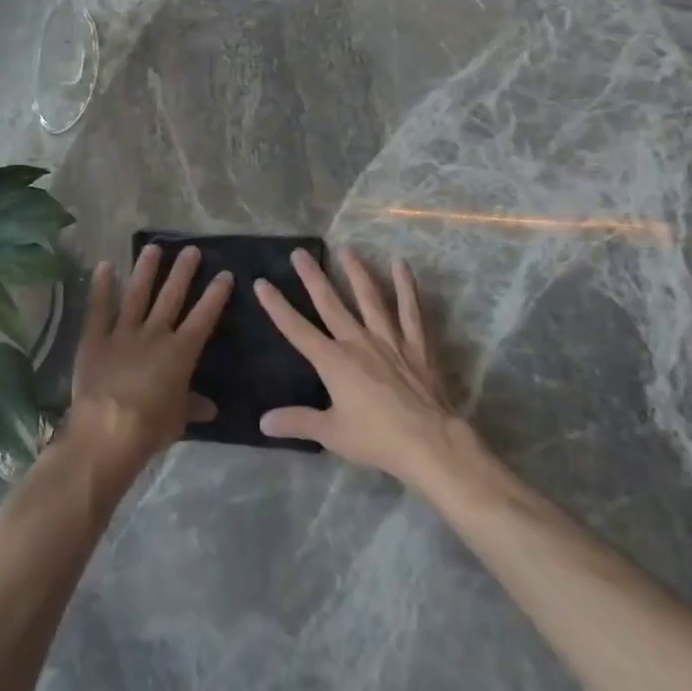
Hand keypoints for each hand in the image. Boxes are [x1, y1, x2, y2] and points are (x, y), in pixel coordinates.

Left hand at [67, 244, 232, 470]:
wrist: (107, 430)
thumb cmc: (150, 427)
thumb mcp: (178, 420)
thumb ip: (192, 406)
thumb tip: (212, 408)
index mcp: (180, 352)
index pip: (203, 317)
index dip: (215, 295)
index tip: (225, 274)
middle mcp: (154, 334)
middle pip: (171, 297)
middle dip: (183, 272)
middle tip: (191, 249)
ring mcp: (123, 333)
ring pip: (137, 294)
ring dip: (146, 270)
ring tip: (153, 248)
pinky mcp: (95, 339)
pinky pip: (99, 308)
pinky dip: (102, 287)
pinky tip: (105, 265)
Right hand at [255, 250, 467, 489]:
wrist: (429, 442)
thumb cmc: (377, 439)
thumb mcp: (331, 434)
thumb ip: (297, 422)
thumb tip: (263, 422)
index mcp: (334, 361)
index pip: (297, 329)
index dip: (277, 306)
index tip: (262, 283)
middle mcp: (358, 341)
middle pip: (330, 303)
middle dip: (312, 277)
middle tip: (299, 252)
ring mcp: (389, 339)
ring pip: (369, 298)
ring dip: (356, 272)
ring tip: (346, 248)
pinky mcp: (416, 343)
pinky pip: (410, 310)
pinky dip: (405, 286)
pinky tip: (400, 264)